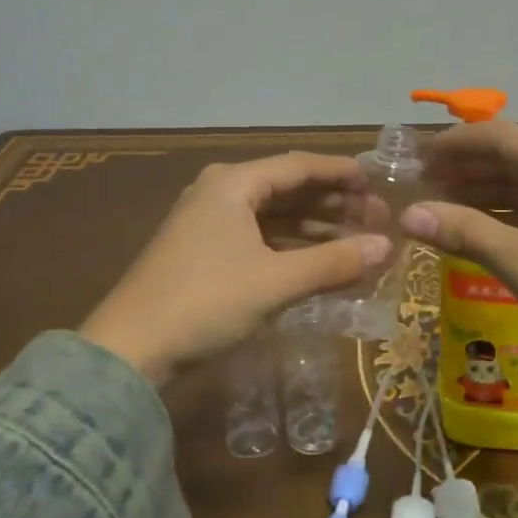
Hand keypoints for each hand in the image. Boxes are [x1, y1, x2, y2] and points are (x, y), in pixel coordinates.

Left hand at [79, 152, 389, 382]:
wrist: (129, 352)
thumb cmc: (206, 302)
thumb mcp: (276, 281)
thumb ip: (334, 262)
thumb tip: (388, 246)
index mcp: (233, 184)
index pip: (299, 165)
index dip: (342, 173)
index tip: (379, 183)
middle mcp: (220, 194)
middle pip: (288, 189)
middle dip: (334, 204)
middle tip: (376, 219)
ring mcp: (209, 225)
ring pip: (275, 217)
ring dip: (316, 229)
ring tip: (357, 243)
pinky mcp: (205, 255)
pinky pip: (260, 240)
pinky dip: (292, 249)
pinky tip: (320, 265)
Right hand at [397, 121, 517, 379]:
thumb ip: (463, 231)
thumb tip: (408, 215)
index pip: (497, 135)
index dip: (453, 145)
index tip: (417, 160)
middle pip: (517, 155)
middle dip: (469, 169)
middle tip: (425, 187)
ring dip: (492, 191)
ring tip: (448, 206)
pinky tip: (491, 226)